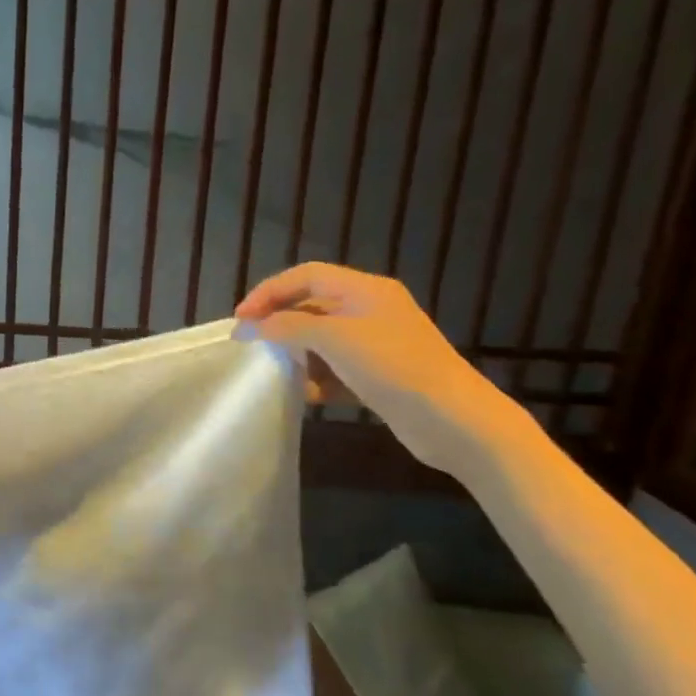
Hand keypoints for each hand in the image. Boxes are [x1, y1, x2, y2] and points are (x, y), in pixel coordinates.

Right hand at [235, 263, 508, 471]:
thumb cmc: (394, 367)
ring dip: (296, 354)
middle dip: (279, 323)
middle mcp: (370, 310)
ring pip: (320, 339)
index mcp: (365, 290)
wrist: (453, 419)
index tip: (242, 318)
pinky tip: (308, 395)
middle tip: (251, 343)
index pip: (306, 275)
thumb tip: (255, 326)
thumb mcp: (335, 339)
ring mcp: (375, 344)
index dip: (269, 291)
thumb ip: (289, 326)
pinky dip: (317, 378)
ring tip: (278, 371)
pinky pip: (335, 368)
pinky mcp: (377, 375)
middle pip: (311, 306)